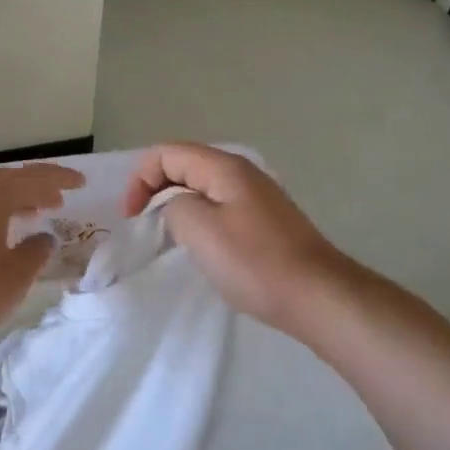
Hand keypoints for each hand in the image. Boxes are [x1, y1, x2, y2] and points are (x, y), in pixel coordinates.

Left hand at [0, 163, 85, 359]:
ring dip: (12, 202)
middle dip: (34, 188)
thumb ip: (34, 254)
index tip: (82, 183)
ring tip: (32, 215)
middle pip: (5, 182)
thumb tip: (43, 237)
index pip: (32, 178)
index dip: (59, 179)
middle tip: (58, 200)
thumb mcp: (12, 278)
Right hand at [124, 144, 385, 340]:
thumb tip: (176, 207)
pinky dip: (199, 218)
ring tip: (166, 235)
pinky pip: (219, 206)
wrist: (318, 296)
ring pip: (202, 187)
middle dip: (155, 188)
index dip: (140, 179)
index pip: (166, 153)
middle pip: (184, 165)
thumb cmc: (255, 262)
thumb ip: (174, 207)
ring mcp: (256, 196)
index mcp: (224, 167)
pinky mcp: (265, 220)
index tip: (131, 217)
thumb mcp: (200, 231)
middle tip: (142, 224)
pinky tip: (200, 246)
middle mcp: (241, 172)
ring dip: (177, 204)